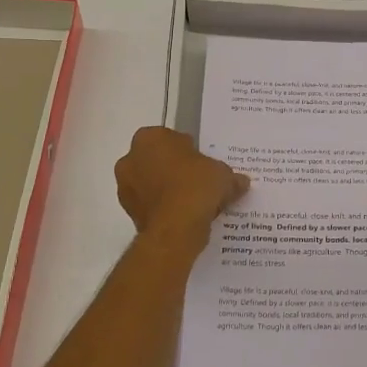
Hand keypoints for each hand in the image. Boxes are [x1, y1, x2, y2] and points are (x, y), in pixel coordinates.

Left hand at [114, 127, 247, 249]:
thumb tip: (241, 182)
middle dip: (174, 169)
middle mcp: (131, 158)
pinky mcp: (128, 212)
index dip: (189, 150)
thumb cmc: (196, 187)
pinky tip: (184, 217)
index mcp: (150, 138)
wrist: (176, 228)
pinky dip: (163, 208)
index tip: (202, 164)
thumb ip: (230, 176)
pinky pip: (150, 205)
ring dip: (166, 190)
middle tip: (198, 181)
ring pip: (150, 183)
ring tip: (193, 203)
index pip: (171, 138)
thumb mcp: (223, 175)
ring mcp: (125, 187)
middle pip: (157, 160)